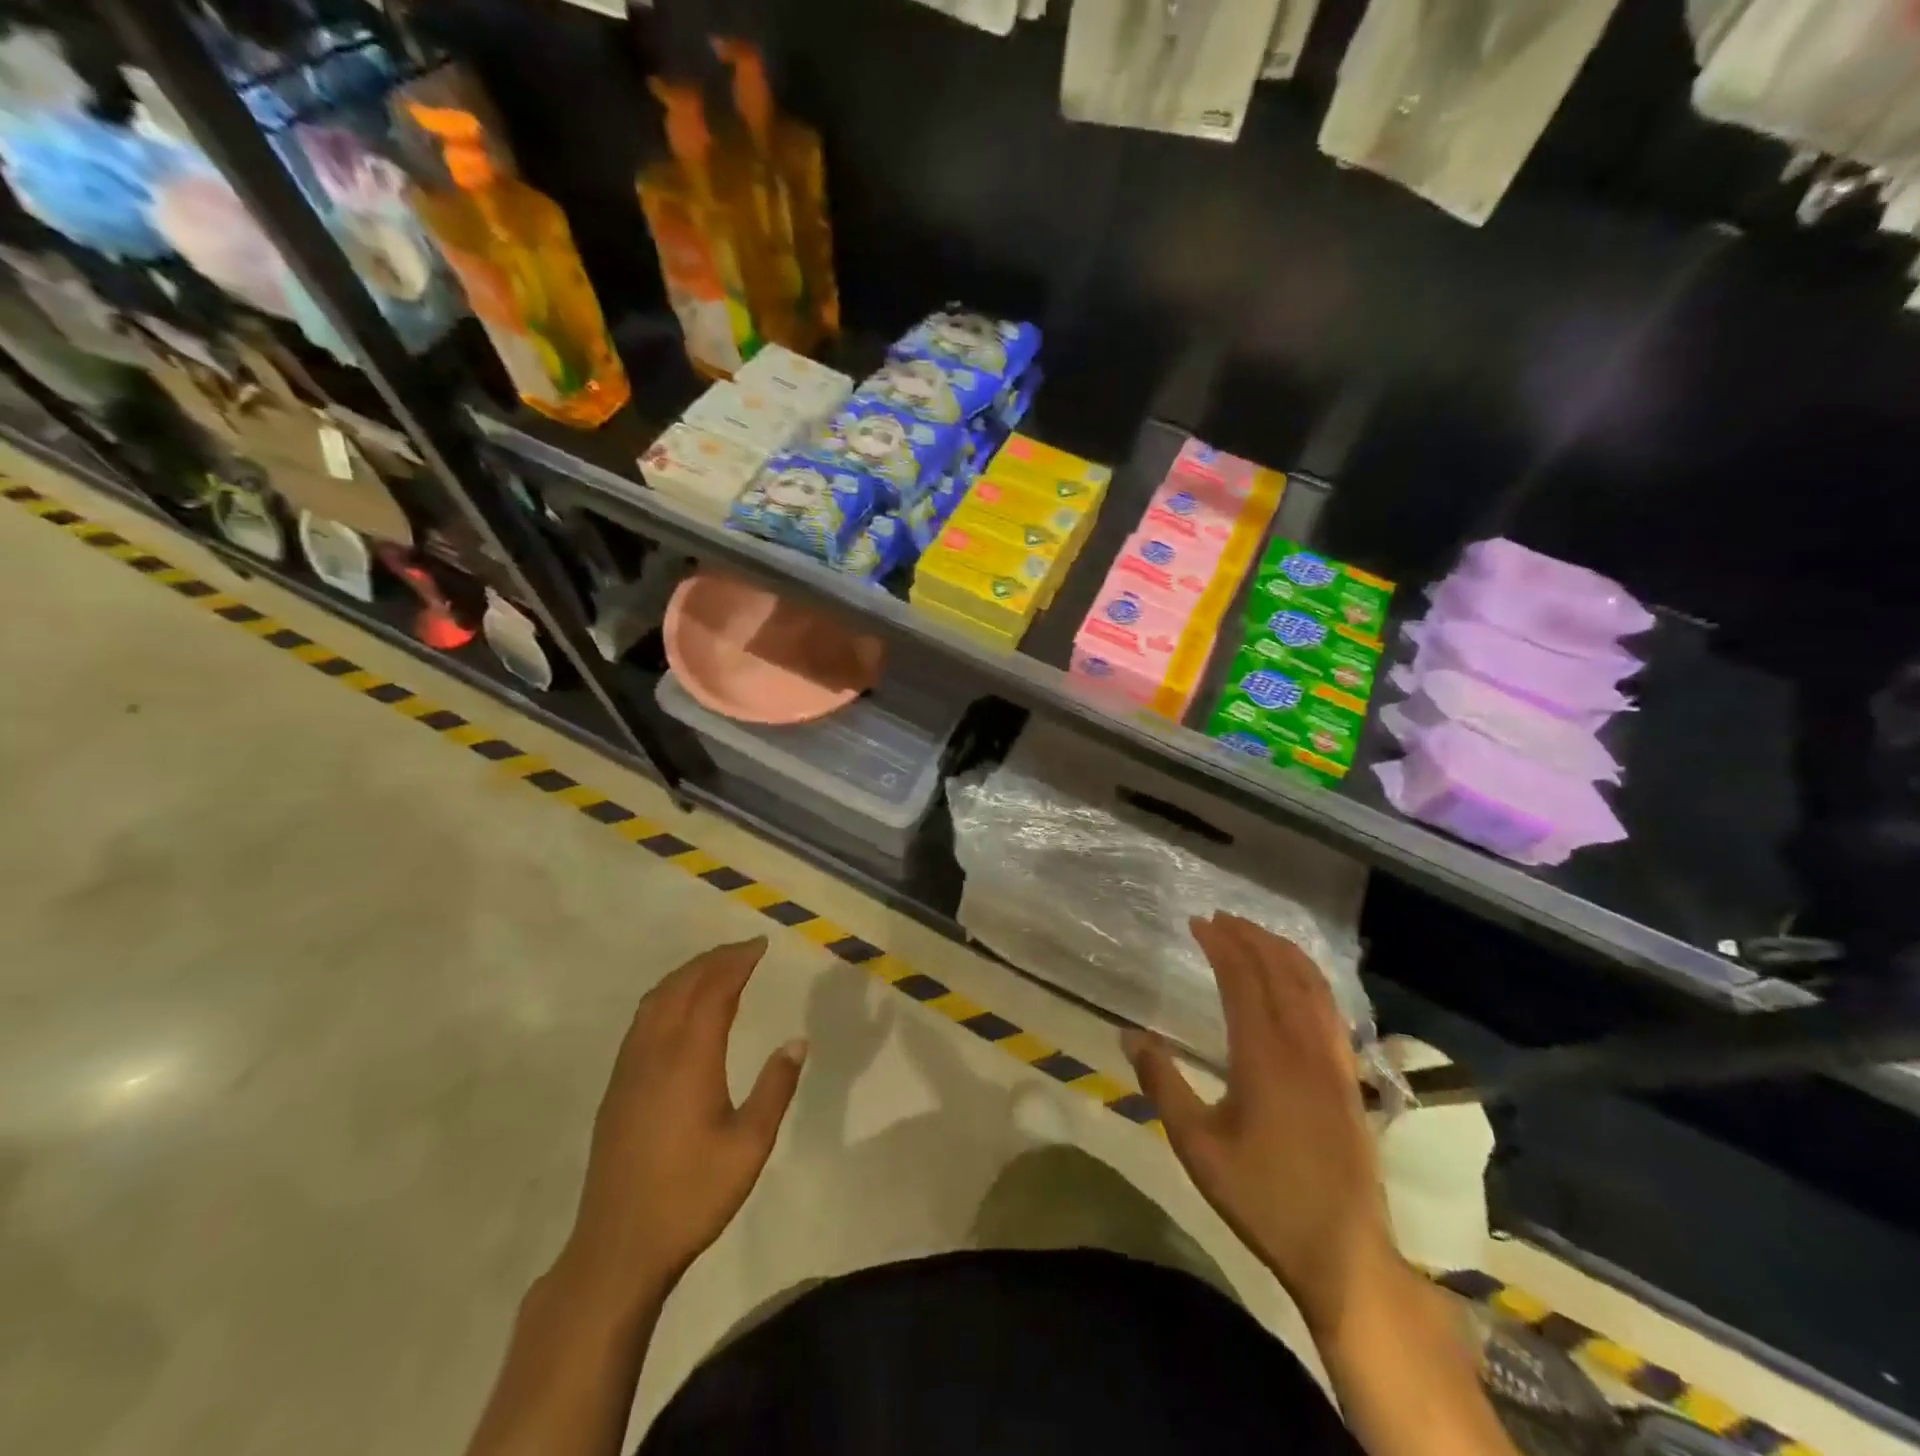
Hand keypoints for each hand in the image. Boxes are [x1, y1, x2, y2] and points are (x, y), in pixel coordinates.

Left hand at [556, 937, 804, 1314]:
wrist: (618, 1247)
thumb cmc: (691, 1195)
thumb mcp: (749, 1146)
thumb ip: (776, 1088)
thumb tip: (798, 1042)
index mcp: (689, 1059)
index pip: (714, 992)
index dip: (737, 962)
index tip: (760, 945)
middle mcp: (654, 1052)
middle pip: (682, 986)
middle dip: (714, 960)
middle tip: (744, 949)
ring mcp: (629, 1068)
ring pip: (656, 1000)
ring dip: (687, 974)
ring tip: (715, 967)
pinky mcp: (616, 1087)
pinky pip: (643, 1020)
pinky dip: (667, 996)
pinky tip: (679, 1010)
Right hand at [1125, 913, 1397, 1332]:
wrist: (1342, 1252)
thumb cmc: (1261, 1196)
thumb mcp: (1196, 1145)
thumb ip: (1161, 1083)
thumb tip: (1130, 1035)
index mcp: (1264, 1056)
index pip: (1243, 979)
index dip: (1221, 945)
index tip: (1198, 922)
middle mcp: (1304, 1046)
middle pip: (1280, 972)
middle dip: (1250, 937)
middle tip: (1221, 918)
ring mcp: (1334, 1060)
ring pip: (1312, 986)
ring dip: (1283, 951)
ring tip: (1256, 933)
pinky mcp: (1350, 1078)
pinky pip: (1332, 1009)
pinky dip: (1312, 979)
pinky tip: (1300, 979)